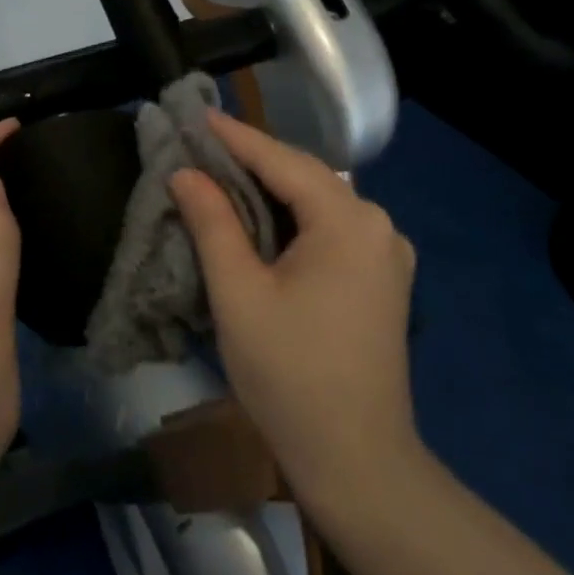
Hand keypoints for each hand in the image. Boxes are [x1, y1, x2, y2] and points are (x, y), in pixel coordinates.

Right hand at [169, 111, 420, 529]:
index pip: (283, 162)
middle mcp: (378, 225)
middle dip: (253, 160)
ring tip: (222, 176)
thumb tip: (186, 174)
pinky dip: (293, 218)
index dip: (236, 137)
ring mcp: (387, 254)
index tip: (195, 115)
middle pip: (306, 178)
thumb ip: (213, 223)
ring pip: (319, 204)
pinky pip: (331, 231)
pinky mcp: (383, 281)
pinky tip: (262, 221)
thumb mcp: (239, 293)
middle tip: (201, 145)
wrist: (356, 459)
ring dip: (272, 189)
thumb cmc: (290, 374)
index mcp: (349, 221)